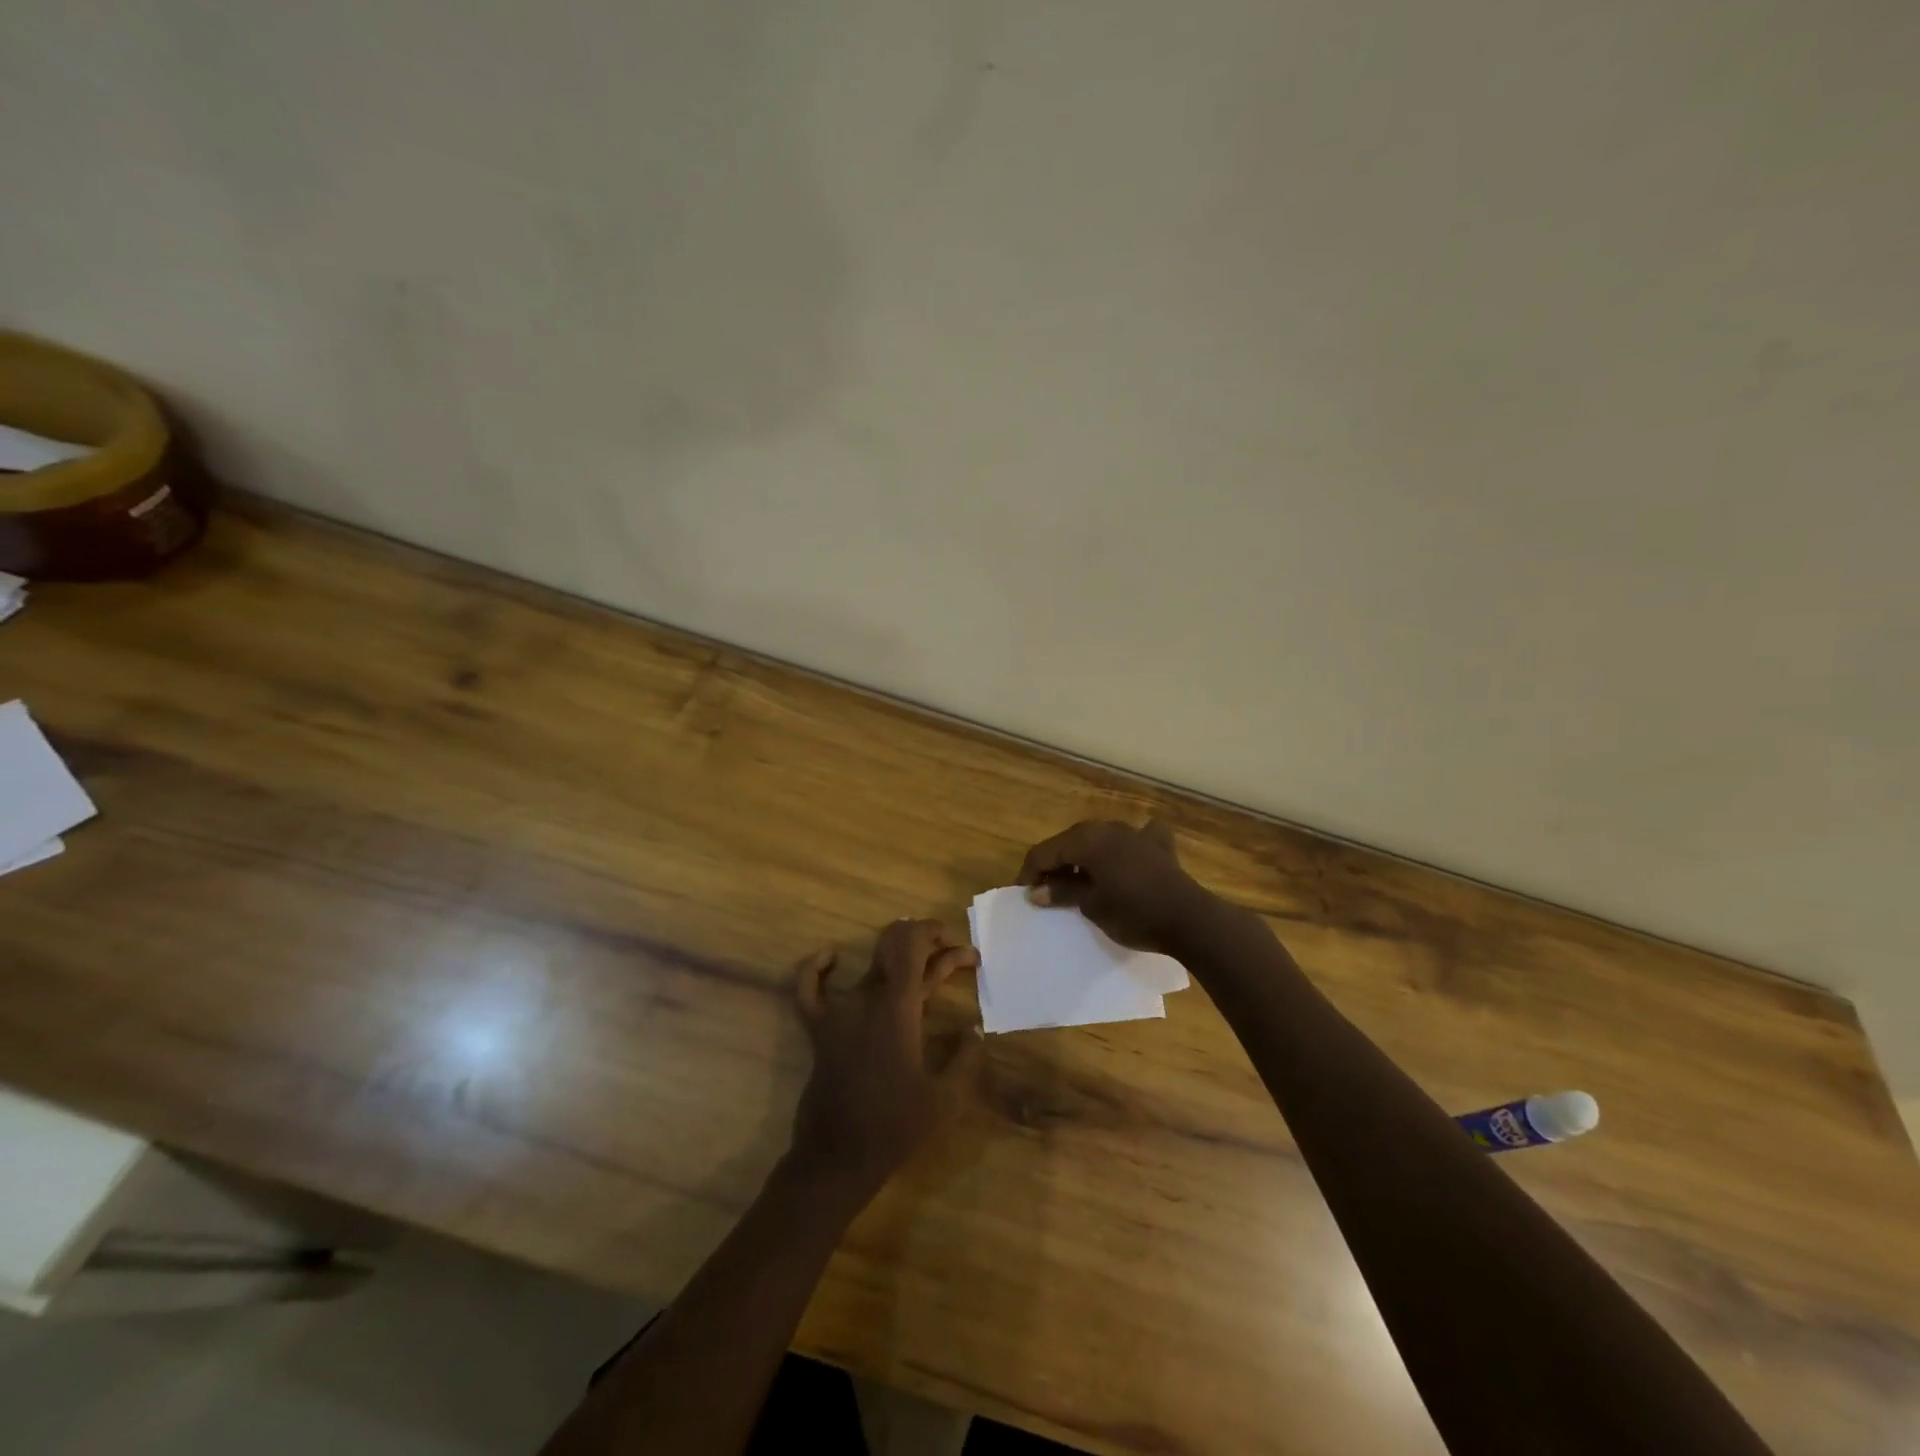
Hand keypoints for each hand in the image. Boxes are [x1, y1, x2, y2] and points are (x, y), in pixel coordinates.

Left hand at [788, 920, 982, 1205]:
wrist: (838, 1158)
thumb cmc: (895, 1127)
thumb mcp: (947, 1099)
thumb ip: (967, 1059)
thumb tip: (974, 1030)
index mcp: (897, 1009)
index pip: (911, 946)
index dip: (933, 932)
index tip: (957, 943)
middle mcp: (866, 1000)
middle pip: (892, 947)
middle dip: (925, 940)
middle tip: (951, 953)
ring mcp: (839, 1013)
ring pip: (869, 966)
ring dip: (897, 957)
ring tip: (922, 959)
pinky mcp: (819, 1030)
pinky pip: (809, 990)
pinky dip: (817, 968)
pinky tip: (830, 956)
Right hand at [1017, 819, 1214, 955]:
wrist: (1189, 919)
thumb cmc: (1133, 913)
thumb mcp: (1091, 906)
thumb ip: (1063, 892)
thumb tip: (1036, 891)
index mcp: (1086, 840)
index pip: (1045, 851)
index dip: (1030, 872)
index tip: (1024, 894)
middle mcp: (1108, 828)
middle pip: (1070, 841)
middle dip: (1055, 863)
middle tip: (1046, 890)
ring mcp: (1135, 833)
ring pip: (1099, 839)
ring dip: (1084, 856)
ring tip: (1078, 880)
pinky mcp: (1158, 846)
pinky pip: (1134, 839)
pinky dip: (1124, 847)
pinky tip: (1127, 856)